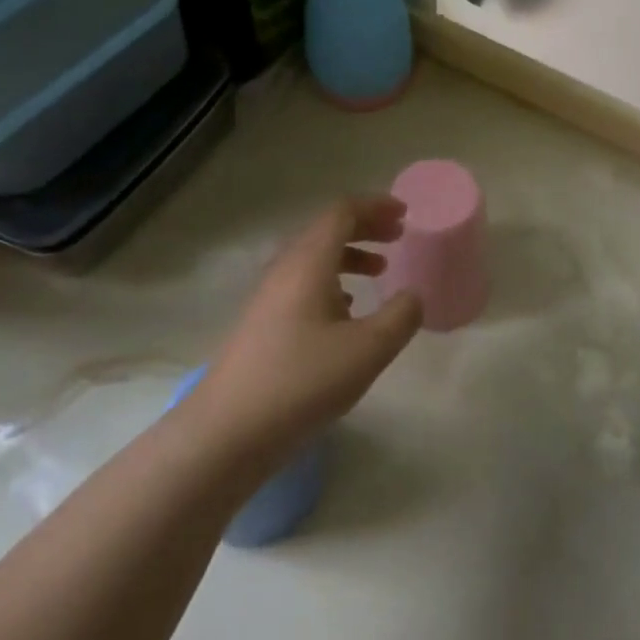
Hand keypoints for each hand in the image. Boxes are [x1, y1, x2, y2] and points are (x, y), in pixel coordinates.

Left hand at [187, 197, 423, 470]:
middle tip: (398, 236)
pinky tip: (346, 312)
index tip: (405, 214)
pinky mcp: (262, 324)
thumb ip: (400, 316)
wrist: (227, 432)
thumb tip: (413, 296)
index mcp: (309, 262)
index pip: (342, 212)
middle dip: (365, 228)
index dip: (375, 206)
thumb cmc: (302, 381)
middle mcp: (285, 270)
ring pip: (314, 259)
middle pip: (326, 231)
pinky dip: (332, 283)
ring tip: (379, 271)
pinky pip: (302, 285)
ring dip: (349, 256)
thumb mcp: (368, 349)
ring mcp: (268, 297)